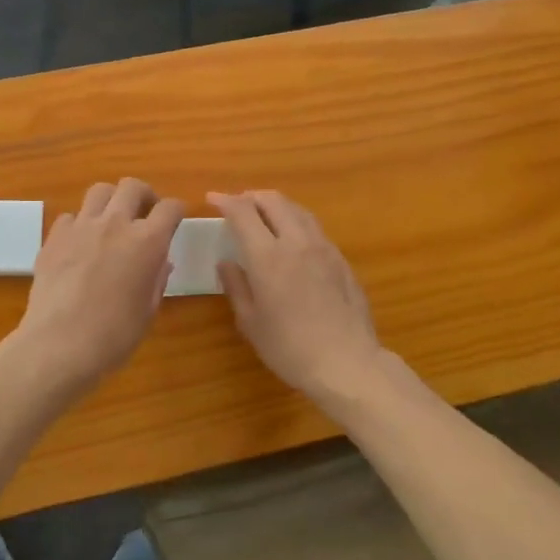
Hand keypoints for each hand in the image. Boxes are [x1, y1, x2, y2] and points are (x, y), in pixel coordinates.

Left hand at [10, 179, 183, 397]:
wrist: (59, 345)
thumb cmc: (113, 335)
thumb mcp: (147, 311)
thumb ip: (157, 280)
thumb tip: (161, 262)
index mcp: (147, 242)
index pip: (169, 208)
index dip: (176, 210)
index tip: (176, 218)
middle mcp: (115, 224)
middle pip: (132, 186)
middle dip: (144, 195)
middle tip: (144, 213)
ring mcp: (81, 227)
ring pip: (99, 191)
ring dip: (111, 200)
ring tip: (111, 220)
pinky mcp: (54, 237)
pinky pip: (70, 216)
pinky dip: (79, 224)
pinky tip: (80, 244)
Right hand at [209, 190, 383, 401]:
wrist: (347, 362)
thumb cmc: (290, 348)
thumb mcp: (250, 322)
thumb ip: (236, 286)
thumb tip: (226, 262)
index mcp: (267, 256)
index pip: (243, 212)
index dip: (225, 201)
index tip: (212, 200)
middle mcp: (296, 242)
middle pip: (273, 201)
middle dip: (251, 196)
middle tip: (237, 205)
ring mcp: (323, 248)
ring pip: (298, 210)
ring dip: (276, 205)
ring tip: (264, 215)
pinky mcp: (341, 259)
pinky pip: (314, 228)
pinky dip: (296, 222)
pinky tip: (292, 239)